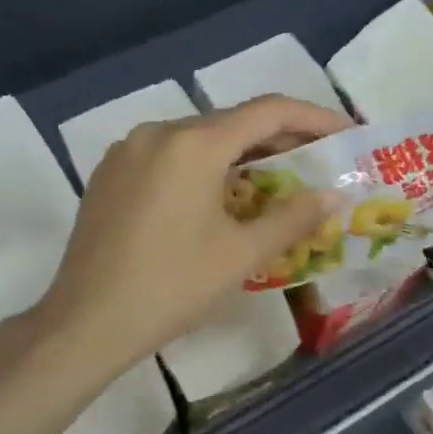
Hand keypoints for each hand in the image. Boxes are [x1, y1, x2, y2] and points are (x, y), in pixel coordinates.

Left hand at [25, 95, 350, 378]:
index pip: (268, 111)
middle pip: (231, 122)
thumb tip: (332, 194)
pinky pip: (168, 156)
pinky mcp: (109, 173)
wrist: (87, 322)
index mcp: (193, 144)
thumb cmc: (171, 287)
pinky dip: (202, 166)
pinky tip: (217, 196)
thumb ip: (292, 217)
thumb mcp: (240, 254)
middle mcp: (157, 132)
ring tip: (272, 180)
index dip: (313, 117)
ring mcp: (127, 150)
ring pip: (197, 138)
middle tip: (315, 161)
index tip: (345, 132)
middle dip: (278, 139)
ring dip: (238, 154)